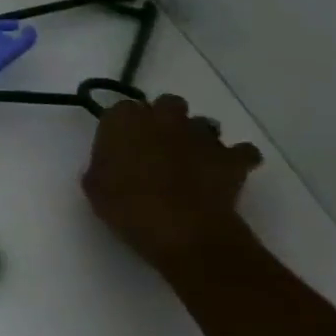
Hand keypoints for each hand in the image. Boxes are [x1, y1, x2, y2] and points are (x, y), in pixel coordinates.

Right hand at [82, 95, 262, 272]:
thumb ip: (103, 163)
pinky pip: (241, 151)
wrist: (180, 231)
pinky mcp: (233, 158)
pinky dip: (235, 159)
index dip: (122, 127)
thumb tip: (113, 163)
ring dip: (196, 137)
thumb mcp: (94, 186)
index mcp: (124, 120)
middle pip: (167, 104)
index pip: (121, 109)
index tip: (119, 145)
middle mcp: (163, 118)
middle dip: (163, 120)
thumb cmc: (126, 207)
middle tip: (155, 147)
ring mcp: (202, 135)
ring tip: (190, 162)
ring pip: (203, 123)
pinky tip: (224, 173)